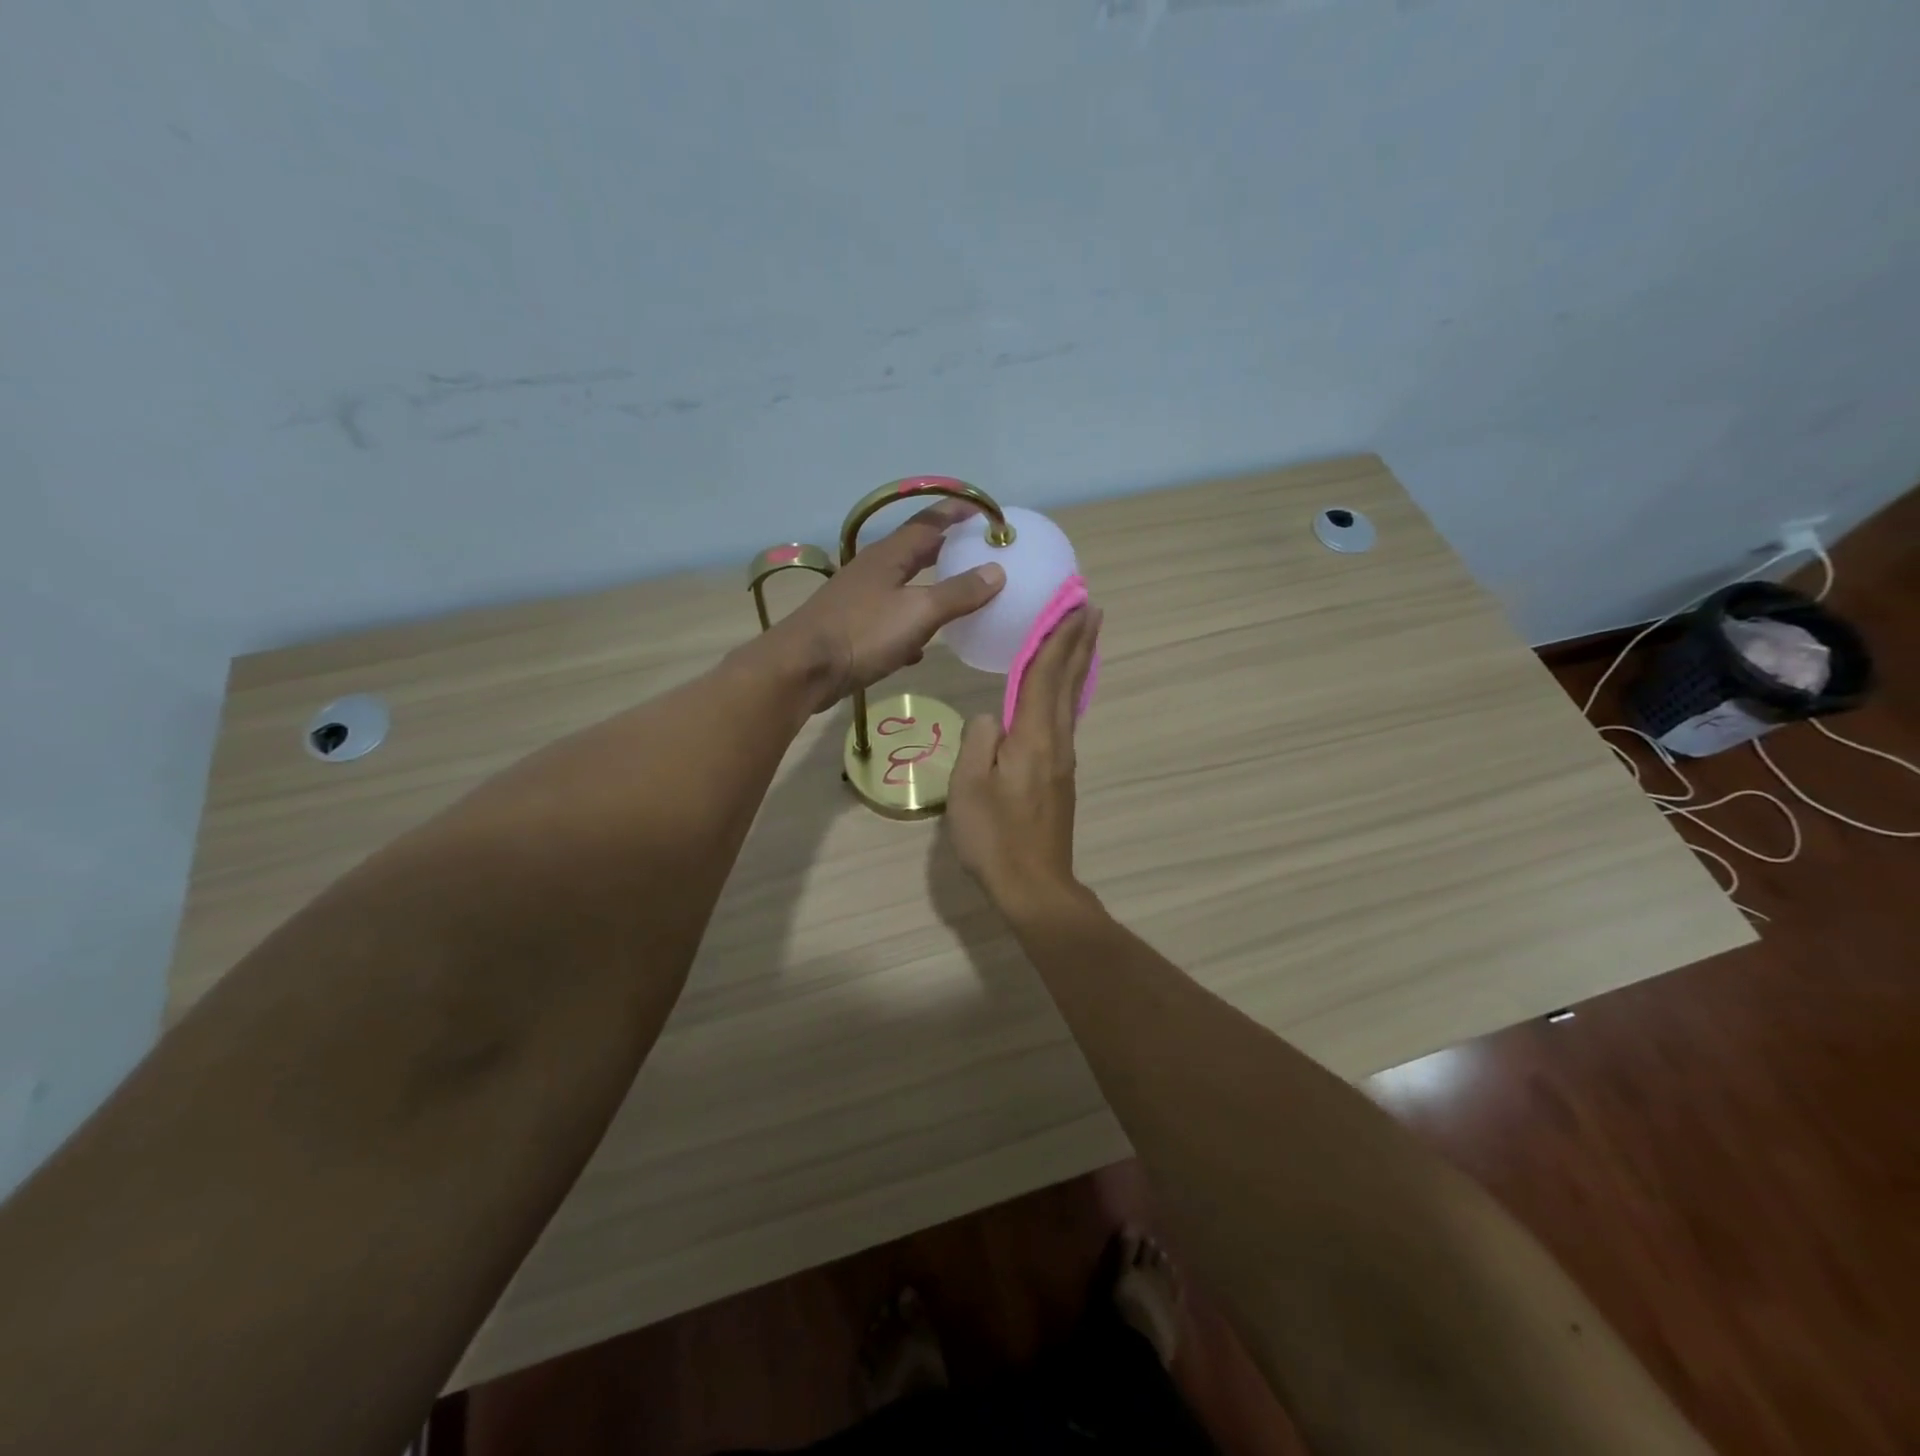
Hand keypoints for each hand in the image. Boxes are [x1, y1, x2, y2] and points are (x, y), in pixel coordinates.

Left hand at [772, 502, 1004, 712]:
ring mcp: (860, 599)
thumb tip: (997, 571)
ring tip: (956, 598)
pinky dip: (909, 628)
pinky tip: (919, 649)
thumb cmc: (863, 633)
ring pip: (903, 587)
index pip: (929, 522)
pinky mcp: (852, 628)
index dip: (957, 513)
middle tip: (977, 553)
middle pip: (915, 552)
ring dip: (929, 589)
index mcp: (889, 555)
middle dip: (946, 551)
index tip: (985, 512)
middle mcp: (873, 570)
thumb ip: (958, 593)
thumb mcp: (918, 613)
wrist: (802, 669)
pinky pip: (890, 620)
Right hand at [947, 605, 1101, 912]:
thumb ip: (978, 742)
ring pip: (1071, 700)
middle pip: (1069, 681)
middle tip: (1091, 608)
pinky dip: (1068, 692)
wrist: (1034, 886)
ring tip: (1082, 638)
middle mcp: (1057, 741)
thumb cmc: (994, 837)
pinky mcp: (1061, 778)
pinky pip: (1065, 719)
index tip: (1072, 604)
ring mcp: (1063, 761)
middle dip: (1079, 642)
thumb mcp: (968, 787)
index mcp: (1033, 737)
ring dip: (1077, 664)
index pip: (1046, 674)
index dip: (1057, 637)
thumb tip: (992, 717)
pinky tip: (1064, 692)